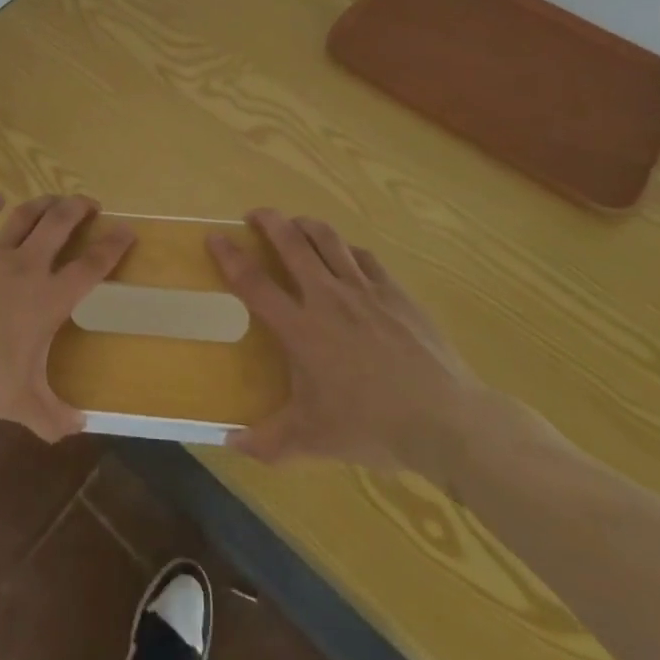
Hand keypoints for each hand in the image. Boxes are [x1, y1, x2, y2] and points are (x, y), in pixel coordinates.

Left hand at [0, 193, 134, 441]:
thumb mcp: (19, 402)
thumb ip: (51, 417)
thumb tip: (79, 428)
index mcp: (47, 298)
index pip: (90, 267)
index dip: (112, 247)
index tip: (127, 230)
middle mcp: (26, 267)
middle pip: (59, 225)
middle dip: (78, 209)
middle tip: (90, 203)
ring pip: (24, 217)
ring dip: (43, 203)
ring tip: (55, 198)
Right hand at [207, 210, 484, 481]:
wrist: (445, 420)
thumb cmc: (372, 426)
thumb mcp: (314, 440)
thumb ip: (269, 442)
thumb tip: (231, 444)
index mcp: (301, 328)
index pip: (254, 283)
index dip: (230, 257)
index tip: (214, 237)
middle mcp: (327, 297)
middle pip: (291, 242)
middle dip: (269, 221)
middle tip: (255, 215)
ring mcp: (364, 290)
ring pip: (328, 240)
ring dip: (306, 225)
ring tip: (296, 224)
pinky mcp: (395, 292)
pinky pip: (364, 257)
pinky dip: (347, 250)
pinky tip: (346, 256)